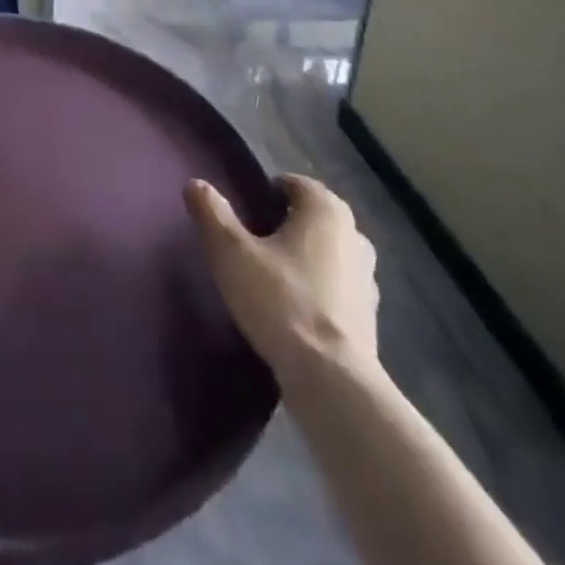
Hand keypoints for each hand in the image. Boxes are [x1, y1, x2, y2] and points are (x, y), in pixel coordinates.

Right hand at [185, 173, 378, 384]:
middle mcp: (354, 234)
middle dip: (285, 225)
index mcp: (325, 209)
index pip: (293, 183)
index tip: (243, 214)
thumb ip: (212, 213)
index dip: (266, 193)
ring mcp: (368, 278)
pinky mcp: (370, 317)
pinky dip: (318, 291)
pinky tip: (293, 311)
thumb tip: (195, 184)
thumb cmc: (281, 301)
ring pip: (327, 253)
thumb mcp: (231, 252)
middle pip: (312, 217)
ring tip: (271, 278)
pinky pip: (337, 288)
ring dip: (304, 259)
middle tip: (252, 244)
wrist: (332, 381)